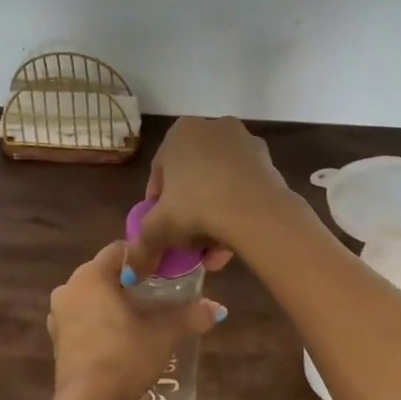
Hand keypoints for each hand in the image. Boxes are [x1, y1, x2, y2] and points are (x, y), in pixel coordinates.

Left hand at [48, 241, 224, 399]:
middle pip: (105, 272)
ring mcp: (58, 315)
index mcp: (91, 275)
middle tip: (160, 292)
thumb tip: (218, 309)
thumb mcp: (163, 334)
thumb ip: (190, 316)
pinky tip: (121, 337)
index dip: (145, 256)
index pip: (120, 249)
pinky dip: (100, 320)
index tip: (166, 270)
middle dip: (130, 280)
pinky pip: (82, 318)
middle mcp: (69, 287)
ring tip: (142, 316)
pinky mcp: (57, 339)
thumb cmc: (125, 356)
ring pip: (92, 296)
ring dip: (114, 301)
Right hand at [122, 117, 295, 281]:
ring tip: (212, 251)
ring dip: (213, 216)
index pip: (160, 173)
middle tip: (187, 241)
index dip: (157, 206)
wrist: (255, 212)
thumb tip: (131, 271)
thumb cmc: (196, 207)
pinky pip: (243, 189)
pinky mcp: (269, 162)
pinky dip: (236, 211)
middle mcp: (213, 128)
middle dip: (188, 212)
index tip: (161, 230)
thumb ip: (142, 248)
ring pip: (219, 185)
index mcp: (181, 132)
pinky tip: (233, 242)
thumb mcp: (158, 230)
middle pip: (192, 178)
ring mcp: (245, 143)